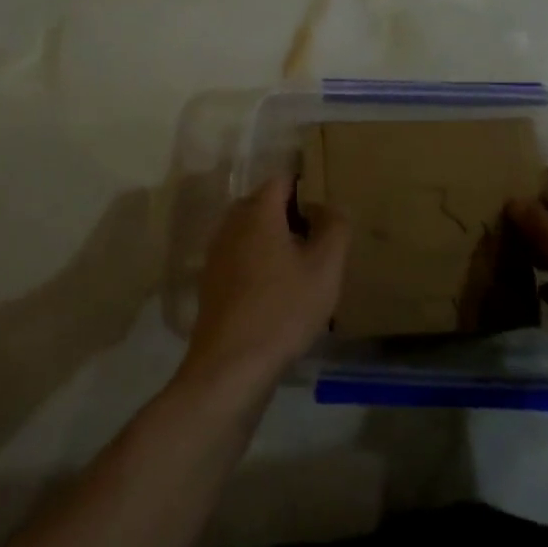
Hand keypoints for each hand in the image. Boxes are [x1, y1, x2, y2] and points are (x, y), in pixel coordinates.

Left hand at [178, 175, 348, 401]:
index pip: (283, 179)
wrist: (230, 367)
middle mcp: (232, 223)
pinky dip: (261, 264)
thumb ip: (335, 227)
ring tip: (305, 269)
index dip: (308, 187)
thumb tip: (329, 206)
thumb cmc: (283, 309)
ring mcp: (218, 253)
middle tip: (321, 240)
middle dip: (293, 215)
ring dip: (277, 242)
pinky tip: (280, 294)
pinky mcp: (212, 282)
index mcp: (257, 211)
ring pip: (253, 232)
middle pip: (266, 204)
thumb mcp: (325, 267)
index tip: (329, 210)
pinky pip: (242, 258)